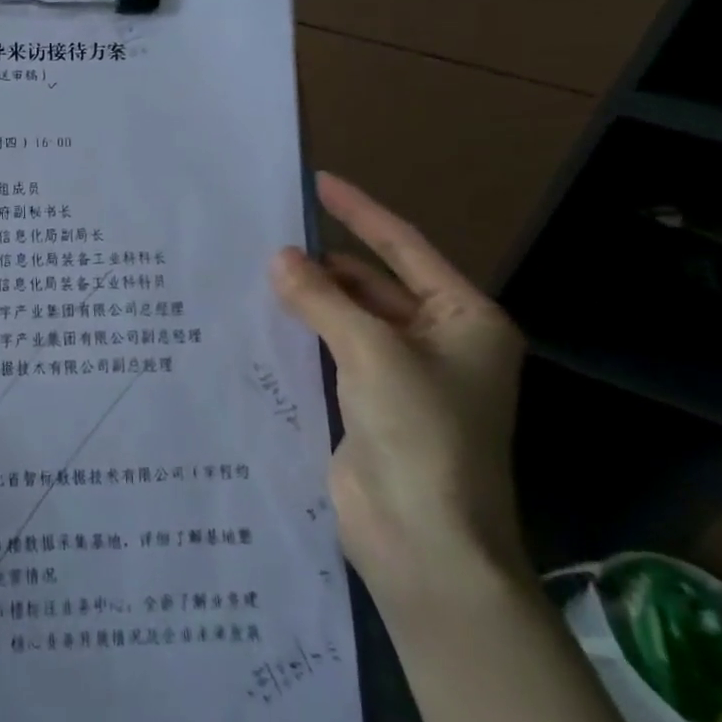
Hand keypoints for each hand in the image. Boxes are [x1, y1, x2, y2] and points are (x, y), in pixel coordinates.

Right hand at [270, 174, 527, 593]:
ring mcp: (403, 377)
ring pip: (349, 321)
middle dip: (325, 264)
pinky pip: (332, 355)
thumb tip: (279, 258)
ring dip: (311, 301)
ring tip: (256, 272)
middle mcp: (439, 342)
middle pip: (375, 284)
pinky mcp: (369, 406)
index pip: (405, 249)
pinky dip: (303, 337)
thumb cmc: (419, 433)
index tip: (318, 183)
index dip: (360, 212)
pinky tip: (263, 321)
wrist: (424, 538)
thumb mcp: (371, 352)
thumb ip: (322, 300)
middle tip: (267, 238)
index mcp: (465, 320)